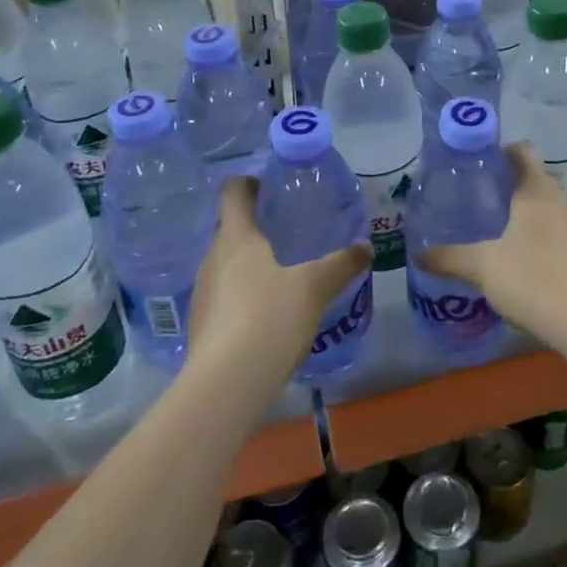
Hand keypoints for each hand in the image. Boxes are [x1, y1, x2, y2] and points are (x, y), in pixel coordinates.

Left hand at [186, 177, 369, 386]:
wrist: (227, 384)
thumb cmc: (270, 317)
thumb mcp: (315, 287)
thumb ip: (341, 264)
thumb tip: (366, 247)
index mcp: (236, 237)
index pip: (233, 192)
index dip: (248, 182)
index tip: (269, 185)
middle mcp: (212, 258)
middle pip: (229, 229)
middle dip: (254, 227)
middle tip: (286, 231)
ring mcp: (202, 294)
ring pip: (225, 265)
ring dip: (247, 263)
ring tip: (281, 272)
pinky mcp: (200, 326)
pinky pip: (223, 297)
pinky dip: (242, 295)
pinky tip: (266, 313)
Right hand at [420, 145, 566, 337]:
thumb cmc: (532, 276)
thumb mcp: (482, 265)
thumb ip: (449, 257)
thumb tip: (418, 255)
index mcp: (537, 189)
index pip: (522, 151)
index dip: (499, 151)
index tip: (475, 162)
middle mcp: (560, 200)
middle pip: (534, 178)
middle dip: (508, 184)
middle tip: (476, 196)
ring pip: (545, 207)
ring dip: (523, 212)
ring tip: (492, 225)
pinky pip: (554, 232)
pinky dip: (535, 236)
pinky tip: (515, 257)